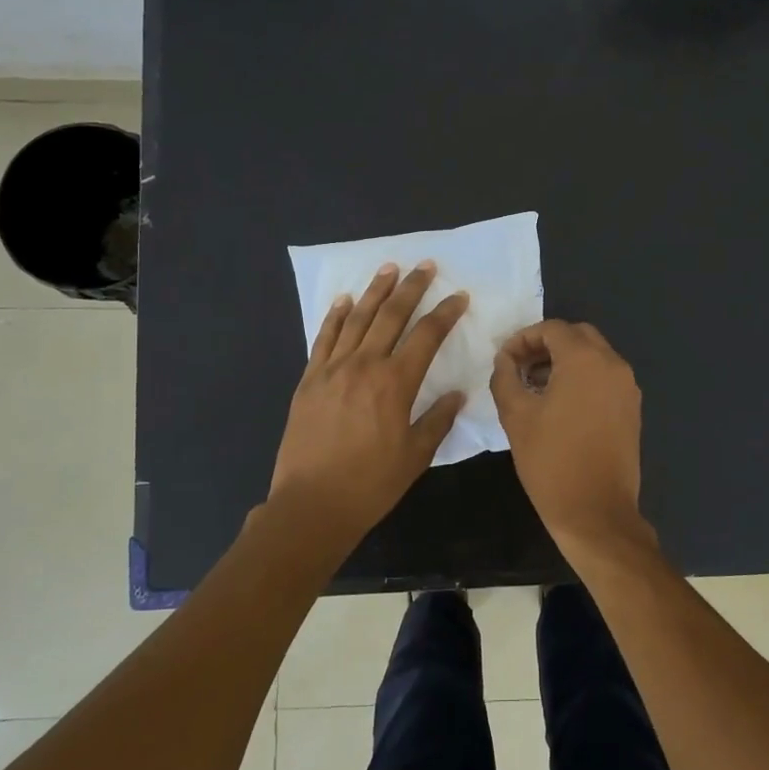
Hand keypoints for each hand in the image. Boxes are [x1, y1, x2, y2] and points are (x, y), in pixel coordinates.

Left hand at [269, 261, 467, 547]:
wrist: (311, 504)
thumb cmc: (371, 484)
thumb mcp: (415, 456)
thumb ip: (437, 420)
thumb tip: (457, 394)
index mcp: (396, 383)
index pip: (426, 336)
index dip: (445, 313)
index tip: (459, 296)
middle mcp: (364, 365)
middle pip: (391, 315)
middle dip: (411, 287)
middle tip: (425, 265)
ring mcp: (332, 369)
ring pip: (357, 319)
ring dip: (375, 291)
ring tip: (388, 268)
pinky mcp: (309, 380)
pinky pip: (324, 339)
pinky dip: (335, 316)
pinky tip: (344, 300)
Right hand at [490, 320, 650, 551]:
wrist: (596, 512)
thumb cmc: (551, 461)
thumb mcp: (515, 416)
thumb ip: (505, 377)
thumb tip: (505, 359)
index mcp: (585, 360)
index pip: (552, 329)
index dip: (523, 338)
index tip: (504, 360)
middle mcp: (613, 365)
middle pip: (577, 336)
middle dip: (546, 345)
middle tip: (520, 368)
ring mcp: (627, 387)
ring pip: (594, 355)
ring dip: (564, 361)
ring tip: (535, 387)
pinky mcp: (632, 408)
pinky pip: (605, 377)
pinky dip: (582, 378)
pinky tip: (560, 404)